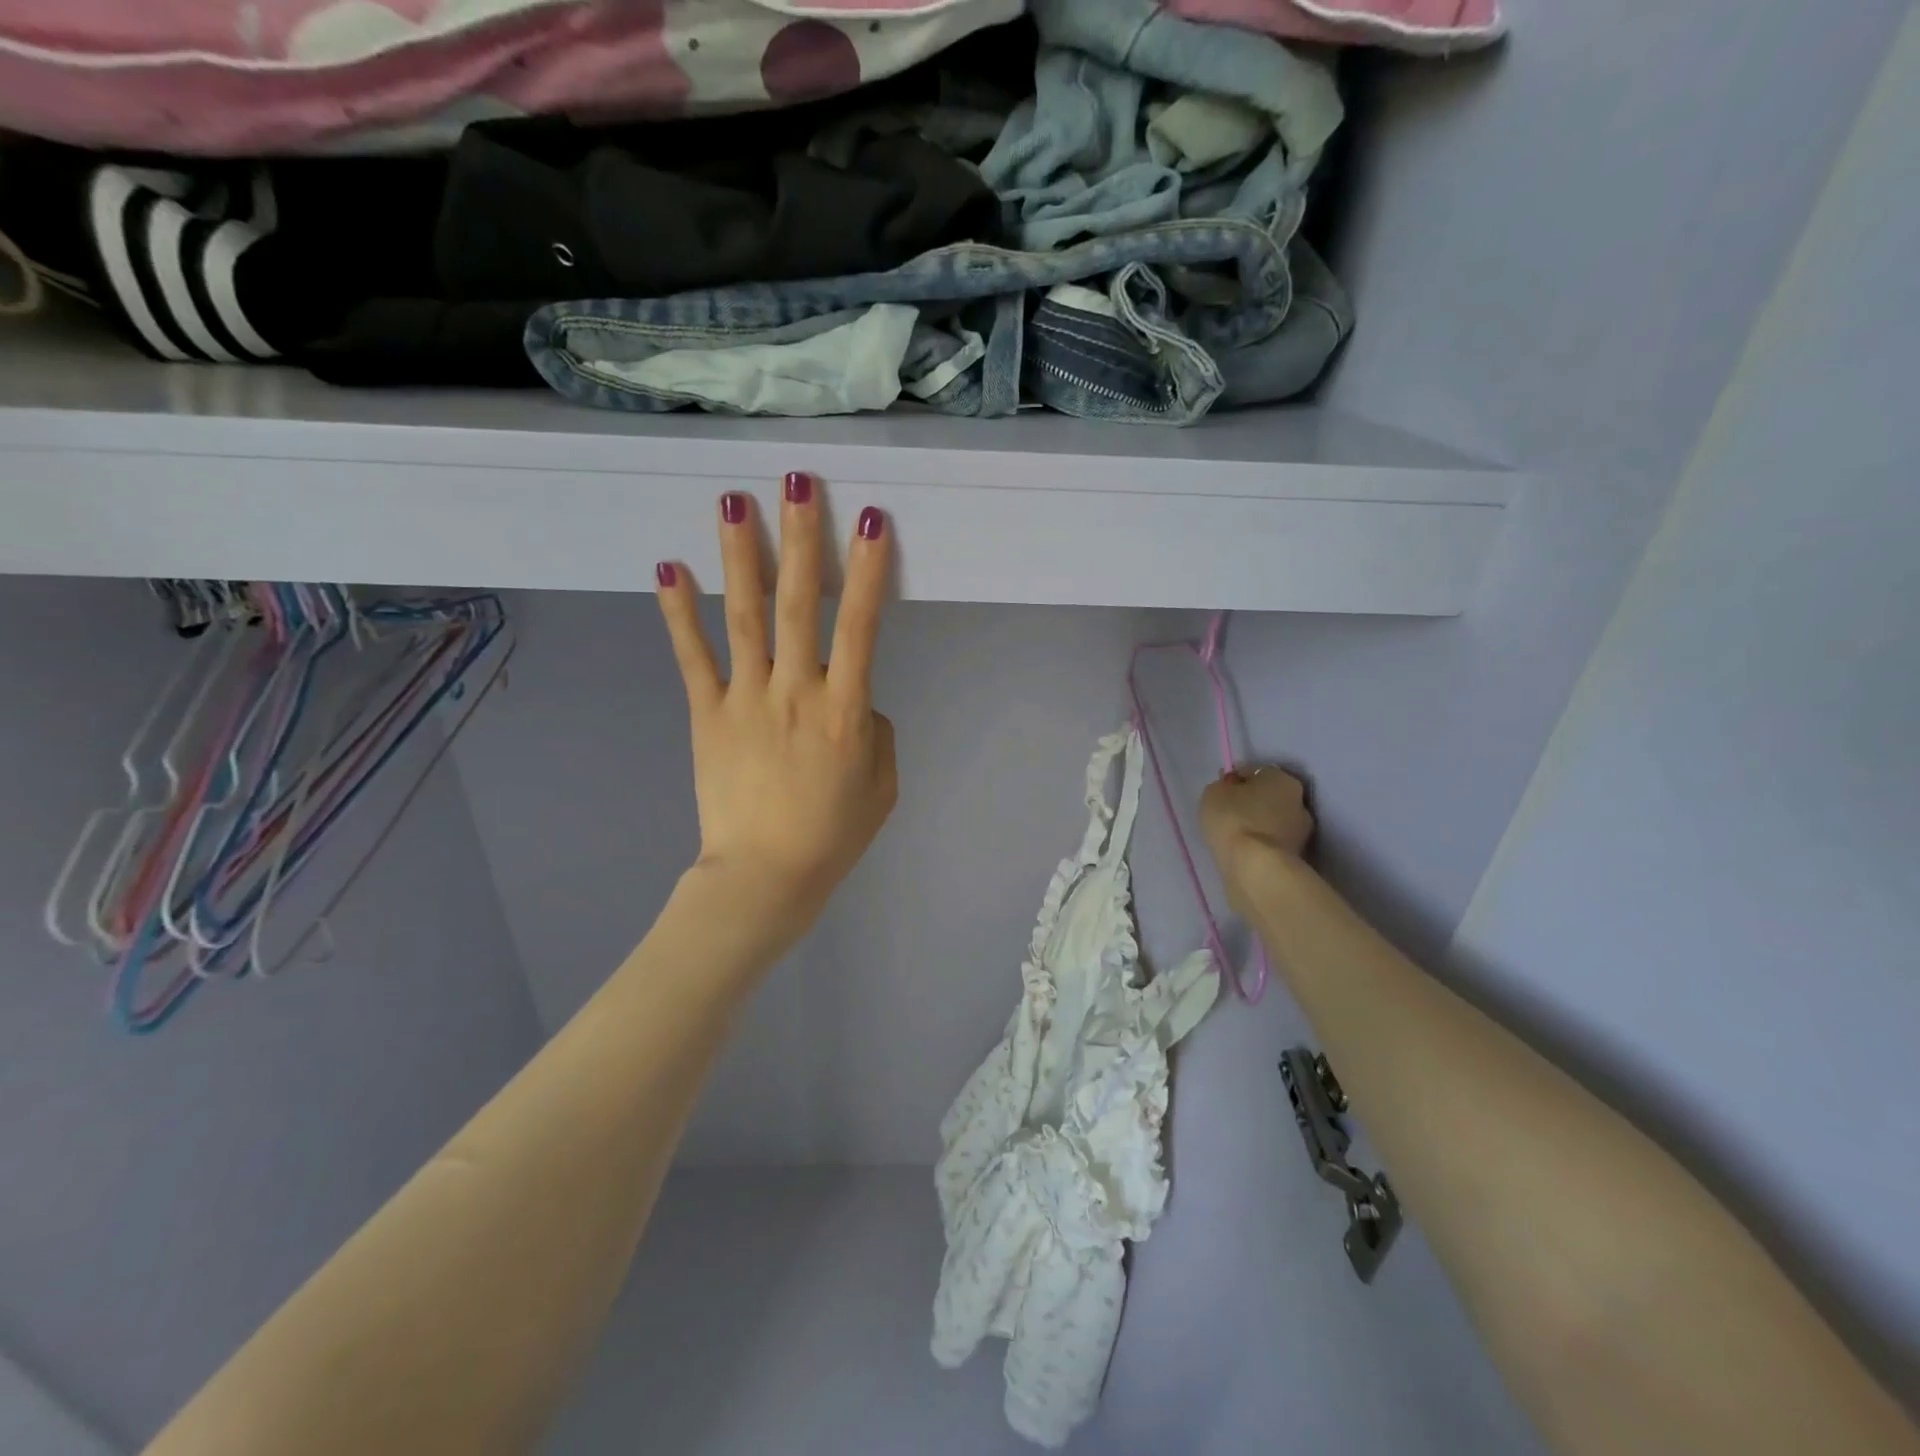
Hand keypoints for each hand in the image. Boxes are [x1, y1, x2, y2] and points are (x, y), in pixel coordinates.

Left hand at [655, 478, 897, 934]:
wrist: (764, 877)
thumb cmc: (833, 834)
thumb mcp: (882, 784)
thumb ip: (877, 730)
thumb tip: (857, 698)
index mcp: (845, 710)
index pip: (862, 626)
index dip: (867, 571)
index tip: (869, 520)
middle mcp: (795, 691)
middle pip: (799, 605)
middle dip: (800, 538)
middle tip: (795, 480)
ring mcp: (745, 699)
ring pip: (744, 617)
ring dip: (740, 556)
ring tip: (732, 501)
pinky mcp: (706, 714)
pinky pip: (692, 657)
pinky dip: (678, 613)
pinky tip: (668, 569)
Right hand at [1200, 766, 1314, 890]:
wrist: (1256, 868)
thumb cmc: (1234, 820)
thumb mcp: (1214, 792)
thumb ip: (1223, 786)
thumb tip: (1231, 788)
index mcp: (1282, 779)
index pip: (1255, 771)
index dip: (1235, 779)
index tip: (1220, 790)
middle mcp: (1299, 802)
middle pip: (1268, 797)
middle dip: (1250, 802)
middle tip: (1226, 813)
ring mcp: (1301, 833)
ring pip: (1271, 822)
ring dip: (1256, 825)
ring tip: (1232, 835)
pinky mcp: (1296, 858)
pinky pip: (1270, 843)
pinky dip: (1259, 844)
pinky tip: (1242, 850)